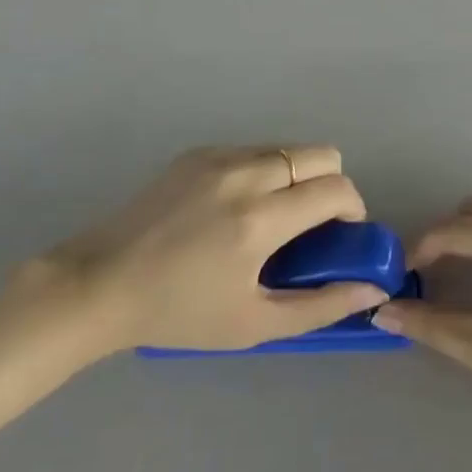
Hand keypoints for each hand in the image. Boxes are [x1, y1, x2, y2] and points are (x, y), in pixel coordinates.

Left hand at [15, 147, 387, 361]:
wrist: (99, 285)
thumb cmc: (179, 313)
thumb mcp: (254, 324)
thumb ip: (321, 305)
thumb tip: (372, 286)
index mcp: (260, 219)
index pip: (337, 189)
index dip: (353, 209)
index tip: (341, 235)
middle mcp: (246, 175)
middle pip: (322, 153)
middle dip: (332, 184)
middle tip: (312, 223)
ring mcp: (219, 157)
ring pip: (289, 148)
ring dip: (297, 176)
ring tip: (271, 216)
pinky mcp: (198, 152)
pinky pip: (254, 150)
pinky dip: (264, 171)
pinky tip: (235, 208)